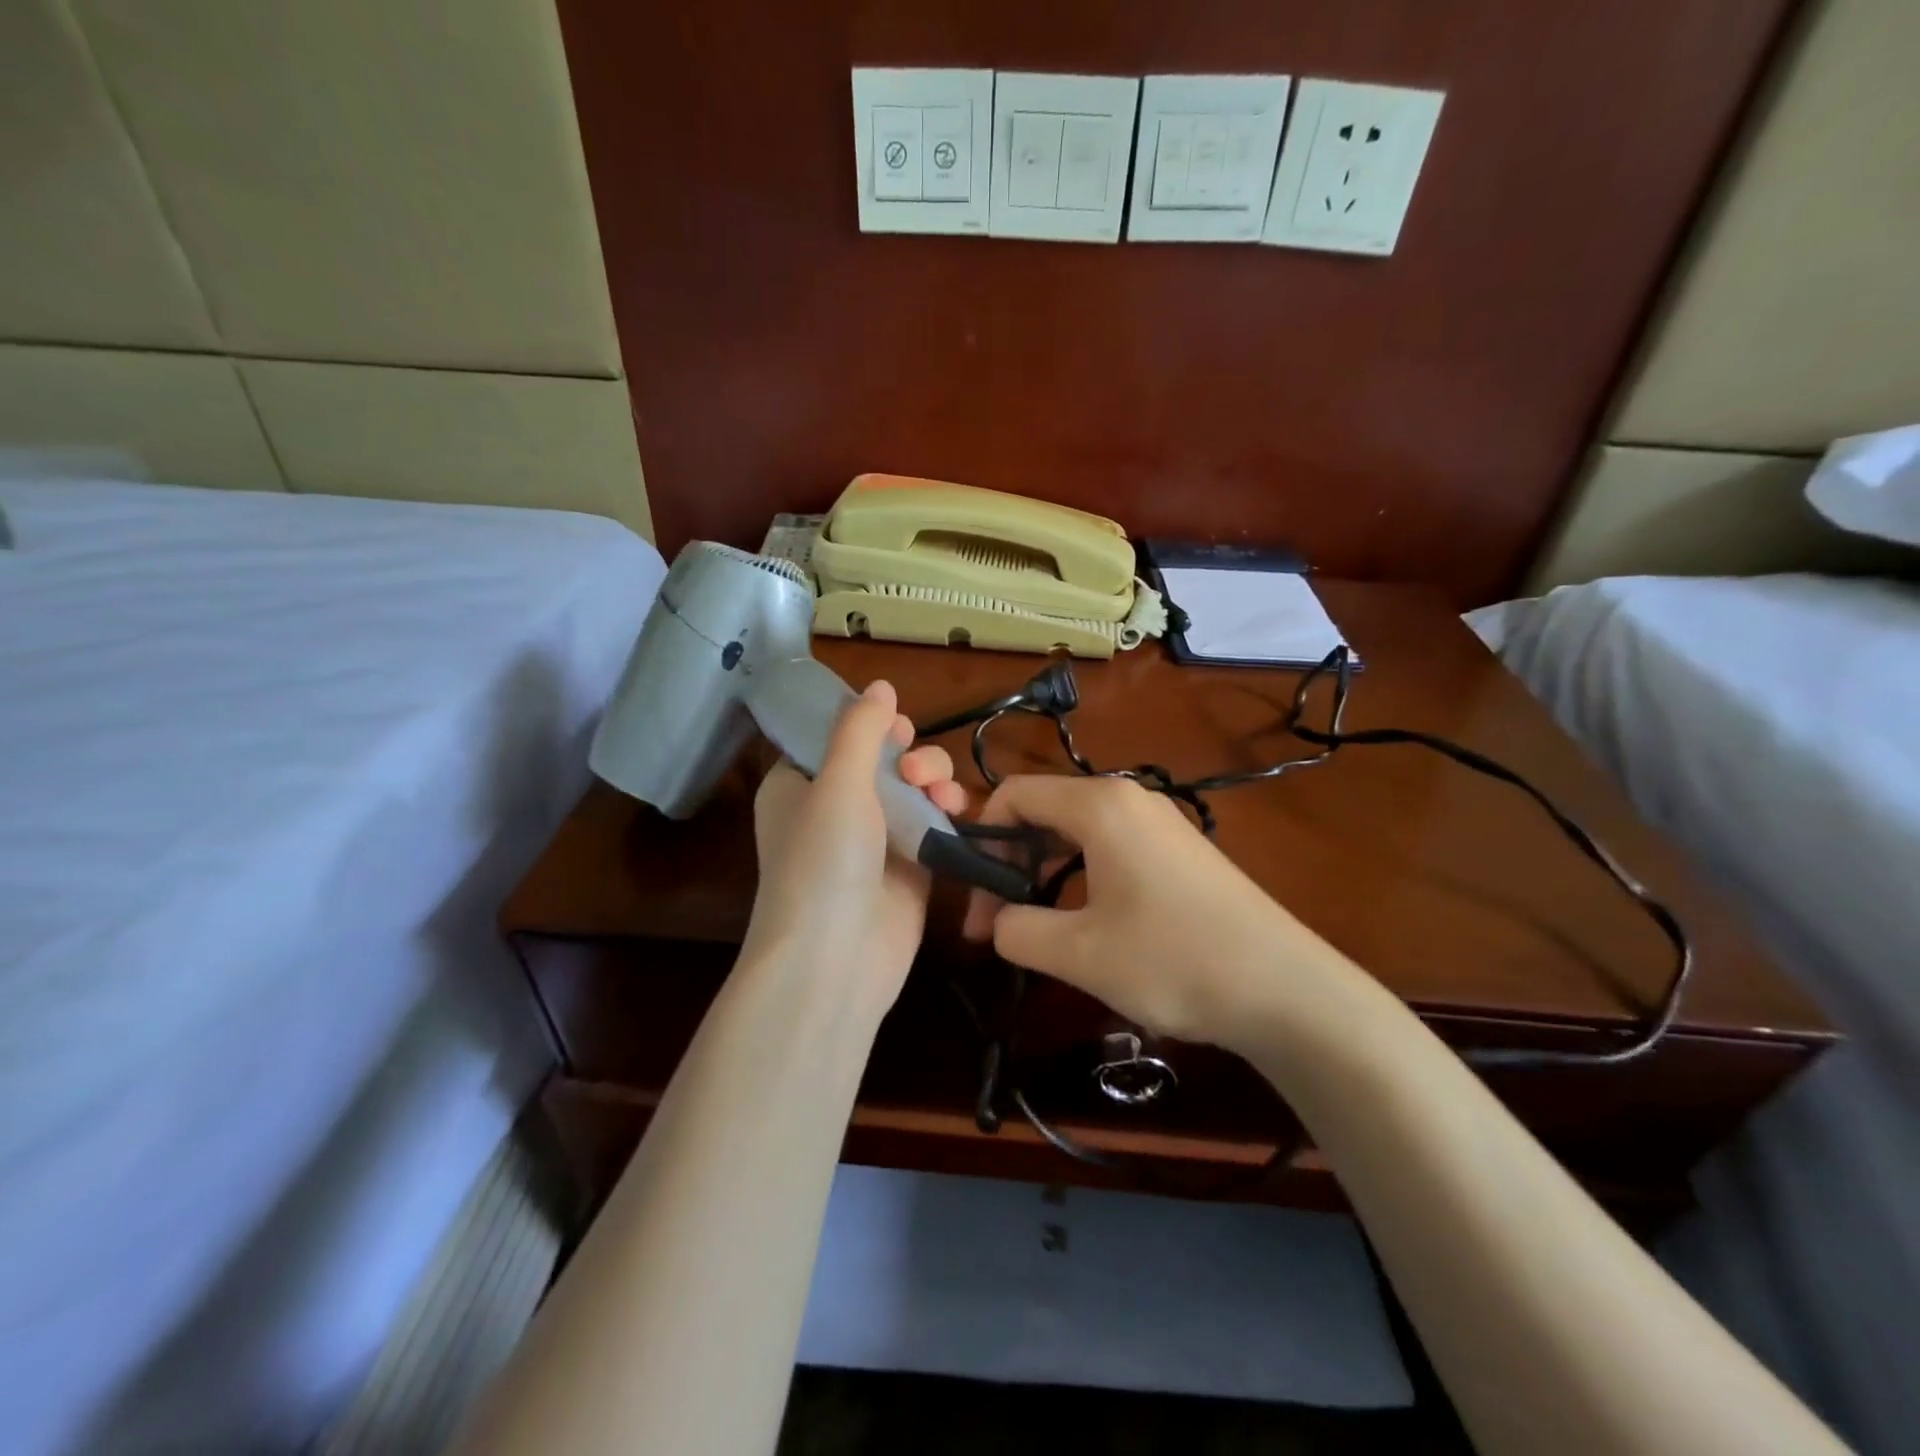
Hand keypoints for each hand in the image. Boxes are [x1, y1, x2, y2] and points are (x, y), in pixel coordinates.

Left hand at [743, 680, 965, 1018]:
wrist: (836, 961)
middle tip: (915, 769)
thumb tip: (880, 684)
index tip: (895, 723)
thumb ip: (860, 729)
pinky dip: (948, 812)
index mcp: (797, 785)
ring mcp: (874, 839)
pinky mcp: (909, 866)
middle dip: (909, 754)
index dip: (867, 724)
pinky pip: (933, 823)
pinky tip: (959, 810)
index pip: (834, 737)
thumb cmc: (823, 862)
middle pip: (882, 759)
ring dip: (934, 779)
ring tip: (943, 794)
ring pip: (913, 788)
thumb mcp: (836, 783)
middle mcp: (834, 808)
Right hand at [961, 775, 1340, 1045]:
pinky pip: (1110, 848)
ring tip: (1036, 930)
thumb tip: (1000, 921)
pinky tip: (1085, 925)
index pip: (1014, 795)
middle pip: (1044, 811)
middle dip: (1009, 863)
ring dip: (1043, 875)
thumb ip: (1016, 930)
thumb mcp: (1078, 953)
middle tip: (997, 925)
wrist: (1287, 990)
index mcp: (1100, 805)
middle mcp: (1129, 799)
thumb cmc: (1174, 960)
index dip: (980, 842)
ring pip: (1076, 832)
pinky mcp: (1180, 851)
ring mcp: (1160, 822)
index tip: (976, 900)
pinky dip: (1080, 877)